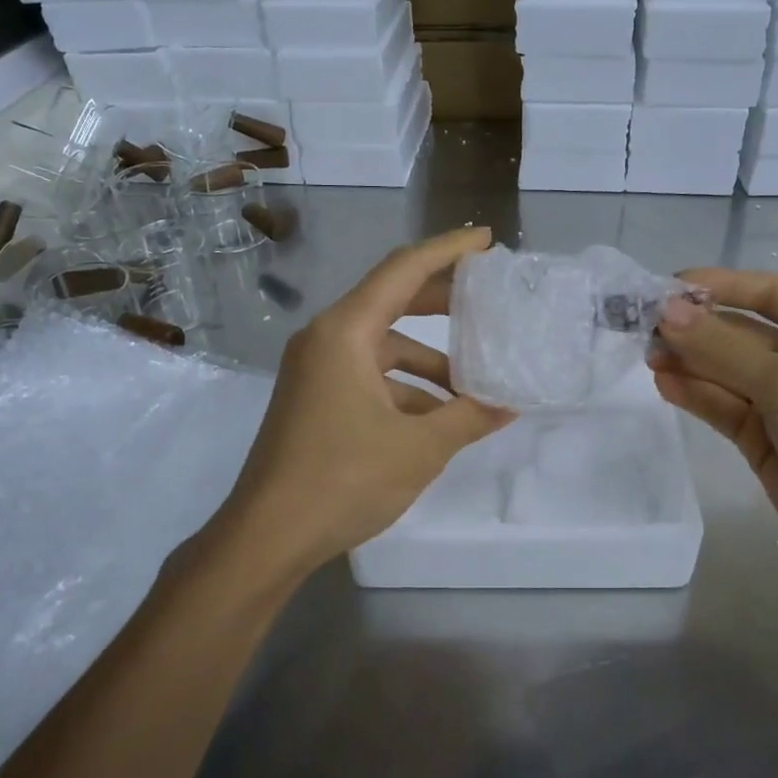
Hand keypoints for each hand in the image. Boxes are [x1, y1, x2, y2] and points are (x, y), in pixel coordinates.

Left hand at [213, 227, 514, 578]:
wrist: (267, 536)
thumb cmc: (343, 479)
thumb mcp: (419, 448)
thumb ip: (468, 417)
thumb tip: (510, 405)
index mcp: (345, 331)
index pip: (403, 270)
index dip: (448, 250)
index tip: (485, 241)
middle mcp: (326, 338)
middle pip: (392, 301)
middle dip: (442, 302)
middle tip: (488, 300)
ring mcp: (316, 369)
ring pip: (383, 346)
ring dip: (427, 361)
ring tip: (474, 385)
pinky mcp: (314, 398)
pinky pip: (368, 375)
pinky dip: (404, 388)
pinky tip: (438, 419)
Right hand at [649, 268, 777, 598]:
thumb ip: (722, 348)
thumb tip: (665, 311)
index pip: (769, 293)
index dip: (720, 285)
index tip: (669, 285)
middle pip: (742, 333)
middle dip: (697, 328)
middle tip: (646, 326)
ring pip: (726, 372)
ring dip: (689, 361)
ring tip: (648, 355)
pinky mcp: (763, 440)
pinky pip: (722, 407)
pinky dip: (694, 394)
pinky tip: (664, 383)